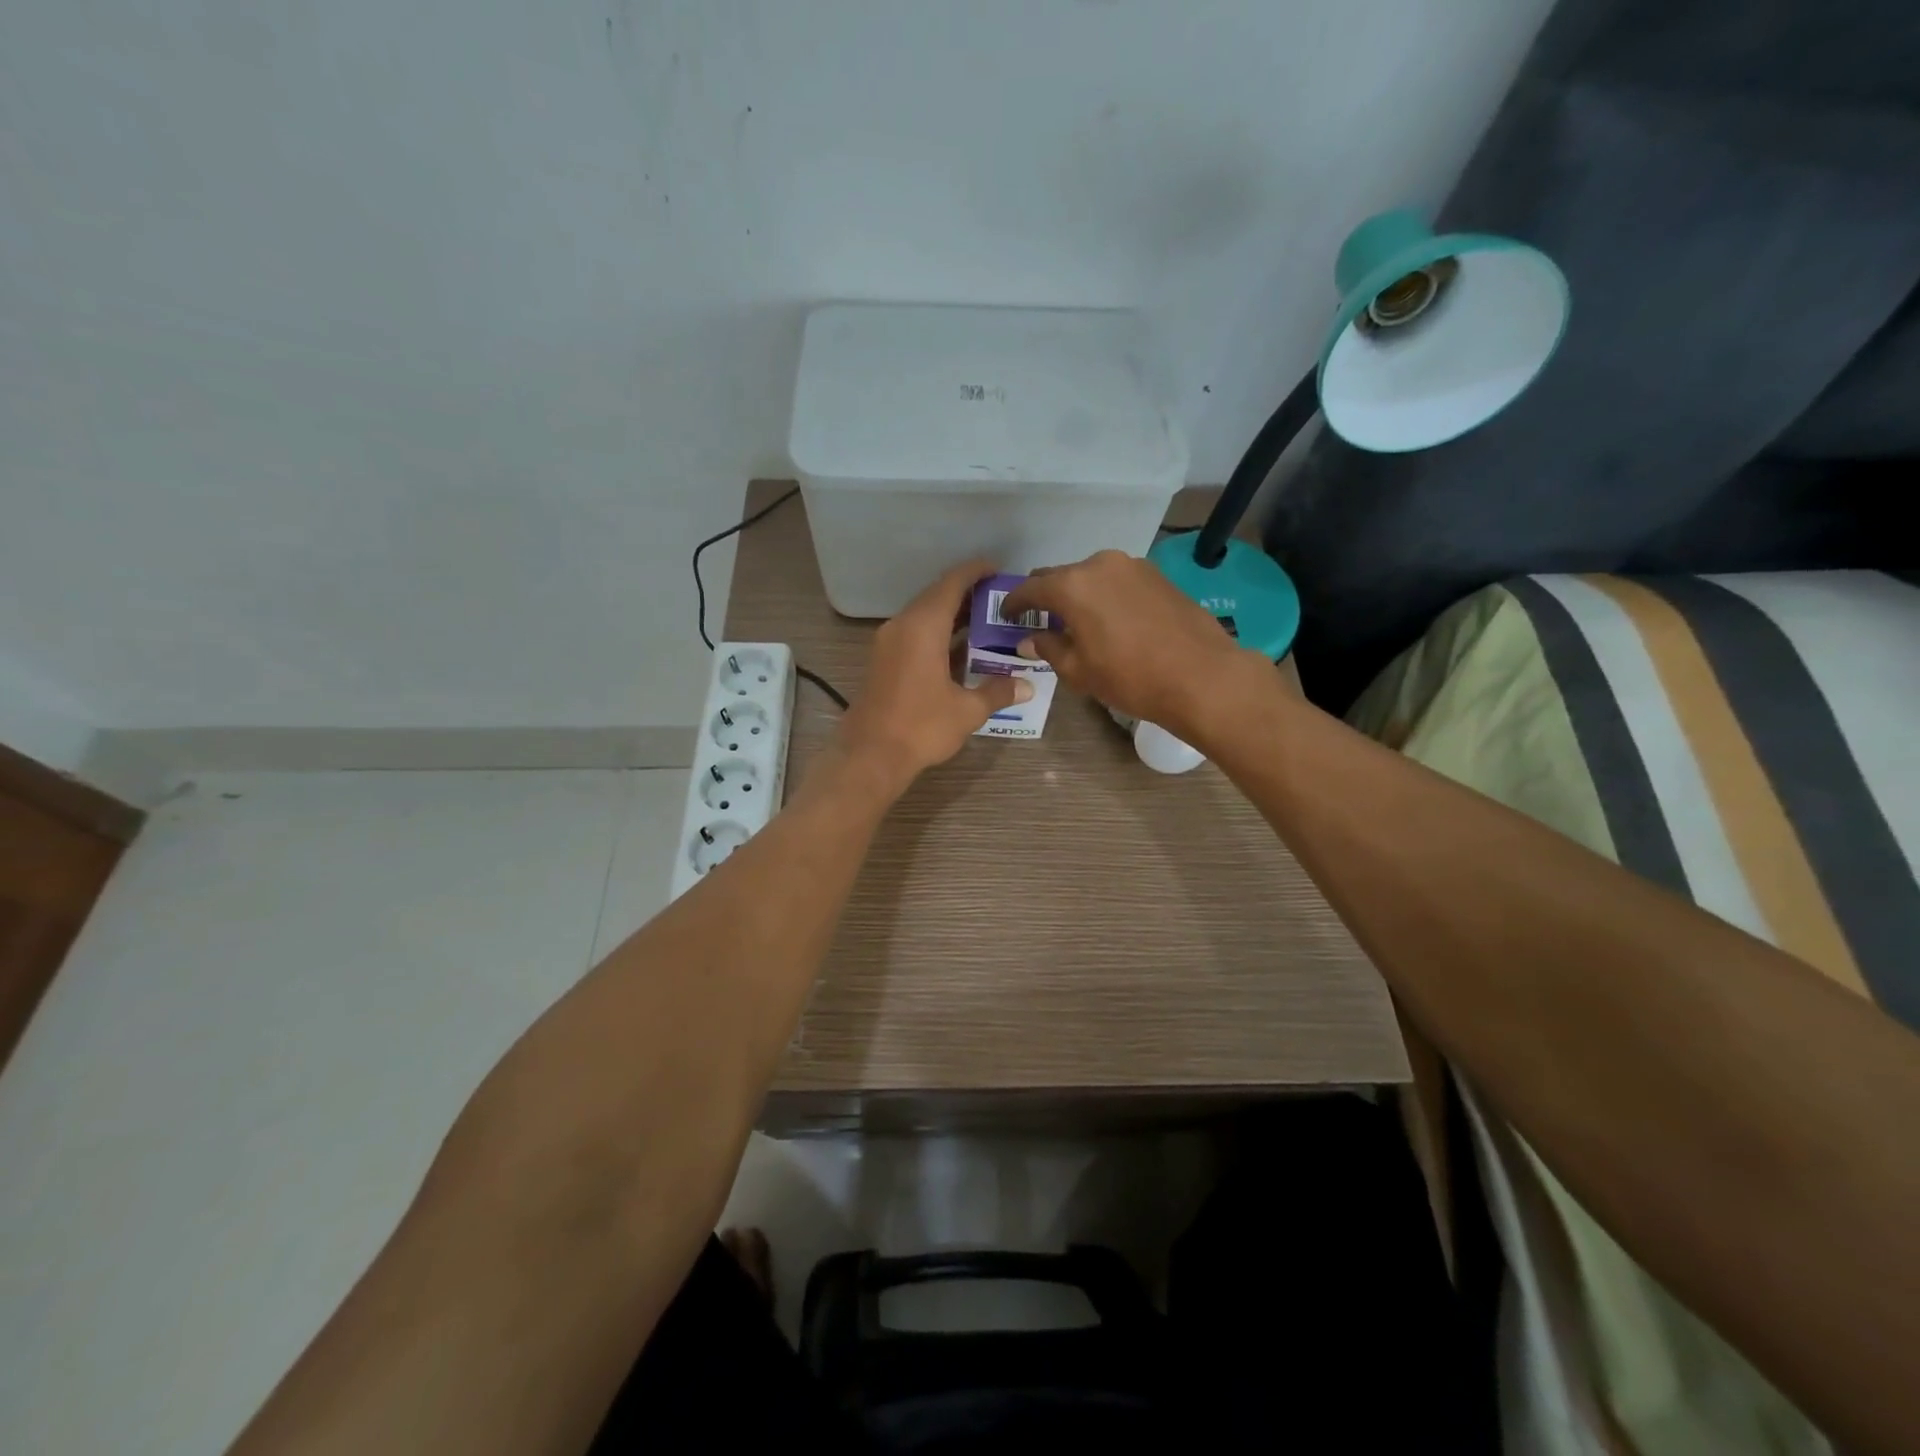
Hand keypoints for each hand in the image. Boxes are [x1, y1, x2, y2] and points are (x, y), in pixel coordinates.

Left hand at [835, 558, 1030, 789]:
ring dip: (952, 617)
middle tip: (999, 600)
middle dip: (967, 595)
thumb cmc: (921, 726)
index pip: (952, 583)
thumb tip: (1026, 686)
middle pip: (936, 597)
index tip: (997, 569)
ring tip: (986, 622)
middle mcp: (902, 626)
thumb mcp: (967, 710)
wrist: (870, 756)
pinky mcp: (882, 661)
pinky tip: (960, 650)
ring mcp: (888, 643)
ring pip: (923, 617)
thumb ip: (997, 692)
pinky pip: (914, 635)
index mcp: (923, 627)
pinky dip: (937, 634)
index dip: (975, 572)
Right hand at [1001, 550, 1255, 739]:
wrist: (1201, 676)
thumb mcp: (1079, 670)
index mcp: (1072, 585)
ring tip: (1077, 621)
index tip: (1006, 615)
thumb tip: (1029, 639)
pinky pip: (1117, 581)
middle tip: (1039, 619)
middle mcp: (1099, 564)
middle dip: (1046, 596)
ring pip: (1091, 576)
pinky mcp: (1157, 575)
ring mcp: (1132, 566)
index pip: (1030, 588)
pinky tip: (1109, 619)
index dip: (1013, 603)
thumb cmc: (1130, 677)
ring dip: (1078, 594)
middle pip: (1060, 576)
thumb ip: (1048, 648)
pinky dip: (1104, 595)